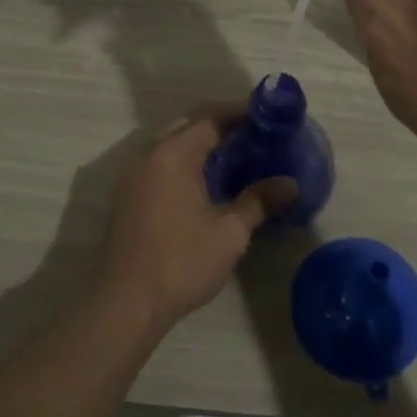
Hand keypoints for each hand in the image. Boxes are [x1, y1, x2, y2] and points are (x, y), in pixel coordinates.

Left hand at [96, 108, 294, 331]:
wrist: (125, 303)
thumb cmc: (182, 262)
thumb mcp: (229, 233)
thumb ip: (259, 201)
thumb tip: (291, 184)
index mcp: (174, 154)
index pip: (210, 117)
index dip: (240, 112)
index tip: (268, 115)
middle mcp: (149, 154)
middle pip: (189, 125)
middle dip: (222, 125)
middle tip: (256, 134)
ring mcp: (134, 175)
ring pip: (173, 144)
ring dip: (202, 144)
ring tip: (236, 155)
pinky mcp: (128, 195)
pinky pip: (161, 162)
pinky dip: (186, 161)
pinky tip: (207, 181)